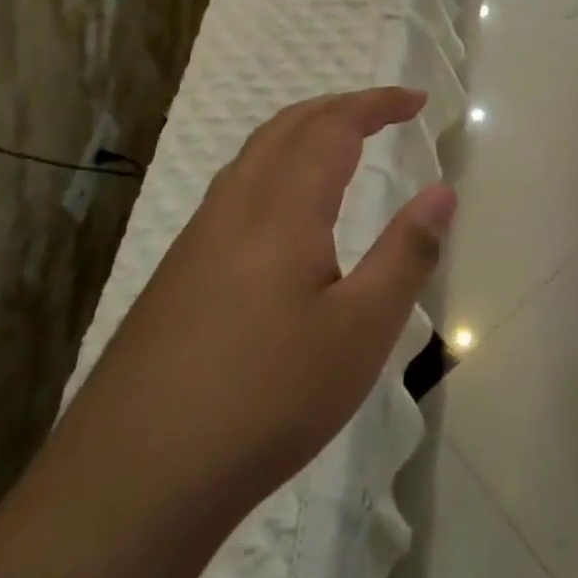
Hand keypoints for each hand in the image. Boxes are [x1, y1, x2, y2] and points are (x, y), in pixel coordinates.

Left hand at [91, 88, 455, 530]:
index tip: (417, 100)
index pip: (334, 127)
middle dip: (339, 107)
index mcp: (282, 209)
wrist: (134, 478)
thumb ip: (407, 254)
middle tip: (384, 111)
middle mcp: (234, 207)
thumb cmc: (267, 398)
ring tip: (339, 144)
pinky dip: (273, 167)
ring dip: (301, 133)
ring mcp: (197, 239)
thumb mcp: (361, 331)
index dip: (376, 104)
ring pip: (253, 156)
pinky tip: (282, 212)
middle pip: (287, 127)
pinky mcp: (177, 274)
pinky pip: (233, 190)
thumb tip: (442, 192)